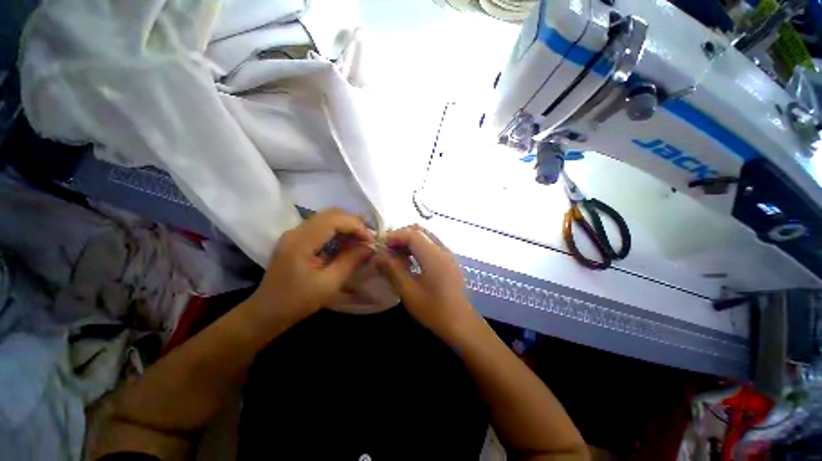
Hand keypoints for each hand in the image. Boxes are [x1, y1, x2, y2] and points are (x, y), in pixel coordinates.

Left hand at [250, 208, 374, 319]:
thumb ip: (351, 261)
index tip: (371, 240)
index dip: (356, 225)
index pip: (334, 219)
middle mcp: (297, 231)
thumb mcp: (329, 284)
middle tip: (368, 238)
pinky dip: (338, 230)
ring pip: (327, 217)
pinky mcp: (297, 239)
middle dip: (354, 223)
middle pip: (331, 213)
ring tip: (360, 240)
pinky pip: (322, 226)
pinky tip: (346, 242)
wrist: (267, 312)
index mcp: (301, 242)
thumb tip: (370, 247)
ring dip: (347, 225)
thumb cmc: (297, 301)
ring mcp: (295, 233)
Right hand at [377, 225, 477, 340]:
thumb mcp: (408, 291)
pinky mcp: (449, 261)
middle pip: (420, 232)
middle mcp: (443, 250)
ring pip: (426, 237)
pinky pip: (431, 246)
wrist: (460, 324)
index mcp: (434, 256)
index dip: (395, 235)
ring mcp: (448, 255)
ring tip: (397, 256)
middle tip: (388, 249)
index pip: (413, 234)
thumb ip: (393, 269)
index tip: (381, 245)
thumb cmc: (433, 310)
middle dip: (401, 237)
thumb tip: (379, 256)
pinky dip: (418, 248)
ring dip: (409, 242)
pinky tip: (411, 262)